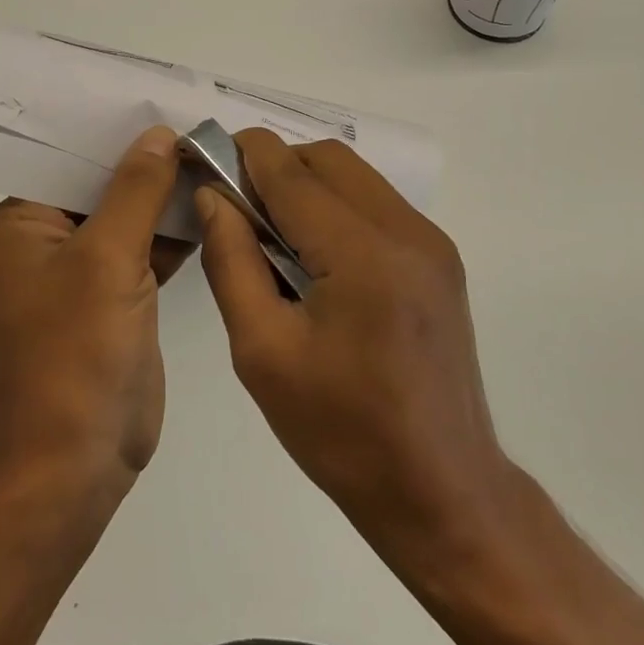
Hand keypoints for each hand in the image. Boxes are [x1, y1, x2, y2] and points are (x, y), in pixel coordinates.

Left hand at [0, 125, 190, 495]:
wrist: (76, 463)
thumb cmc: (77, 352)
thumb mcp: (107, 258)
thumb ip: (136, 189)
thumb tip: (159, 134)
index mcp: (12, 228)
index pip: (63, 161)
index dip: (111, 134)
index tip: (161, 105)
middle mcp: (35, 245)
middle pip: (95, 188)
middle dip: (144, 165)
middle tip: (196, 129)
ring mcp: (72, 276)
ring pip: (121, 220)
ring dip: (161, 199)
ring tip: (211, 158)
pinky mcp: (105, 302)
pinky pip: (137, 253)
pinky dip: (168, 236)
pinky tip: (210, 207)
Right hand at [195, 129, 510, 557]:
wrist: (440, 491)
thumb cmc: (340, 431)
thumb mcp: (262, 351)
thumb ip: (231, 260)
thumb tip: (213, 197)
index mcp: (362, 254)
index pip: (289, 171)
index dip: (240, 154)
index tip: (203, 160)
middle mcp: (406, 231)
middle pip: (326, 159)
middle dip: (274, 166)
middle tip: (235, 209)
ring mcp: (431, 243)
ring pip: (354, 176)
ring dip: (306, 184)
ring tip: (271, 235)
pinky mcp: (439, 260)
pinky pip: (376, 204)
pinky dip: (336, 207)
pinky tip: (314, 256)